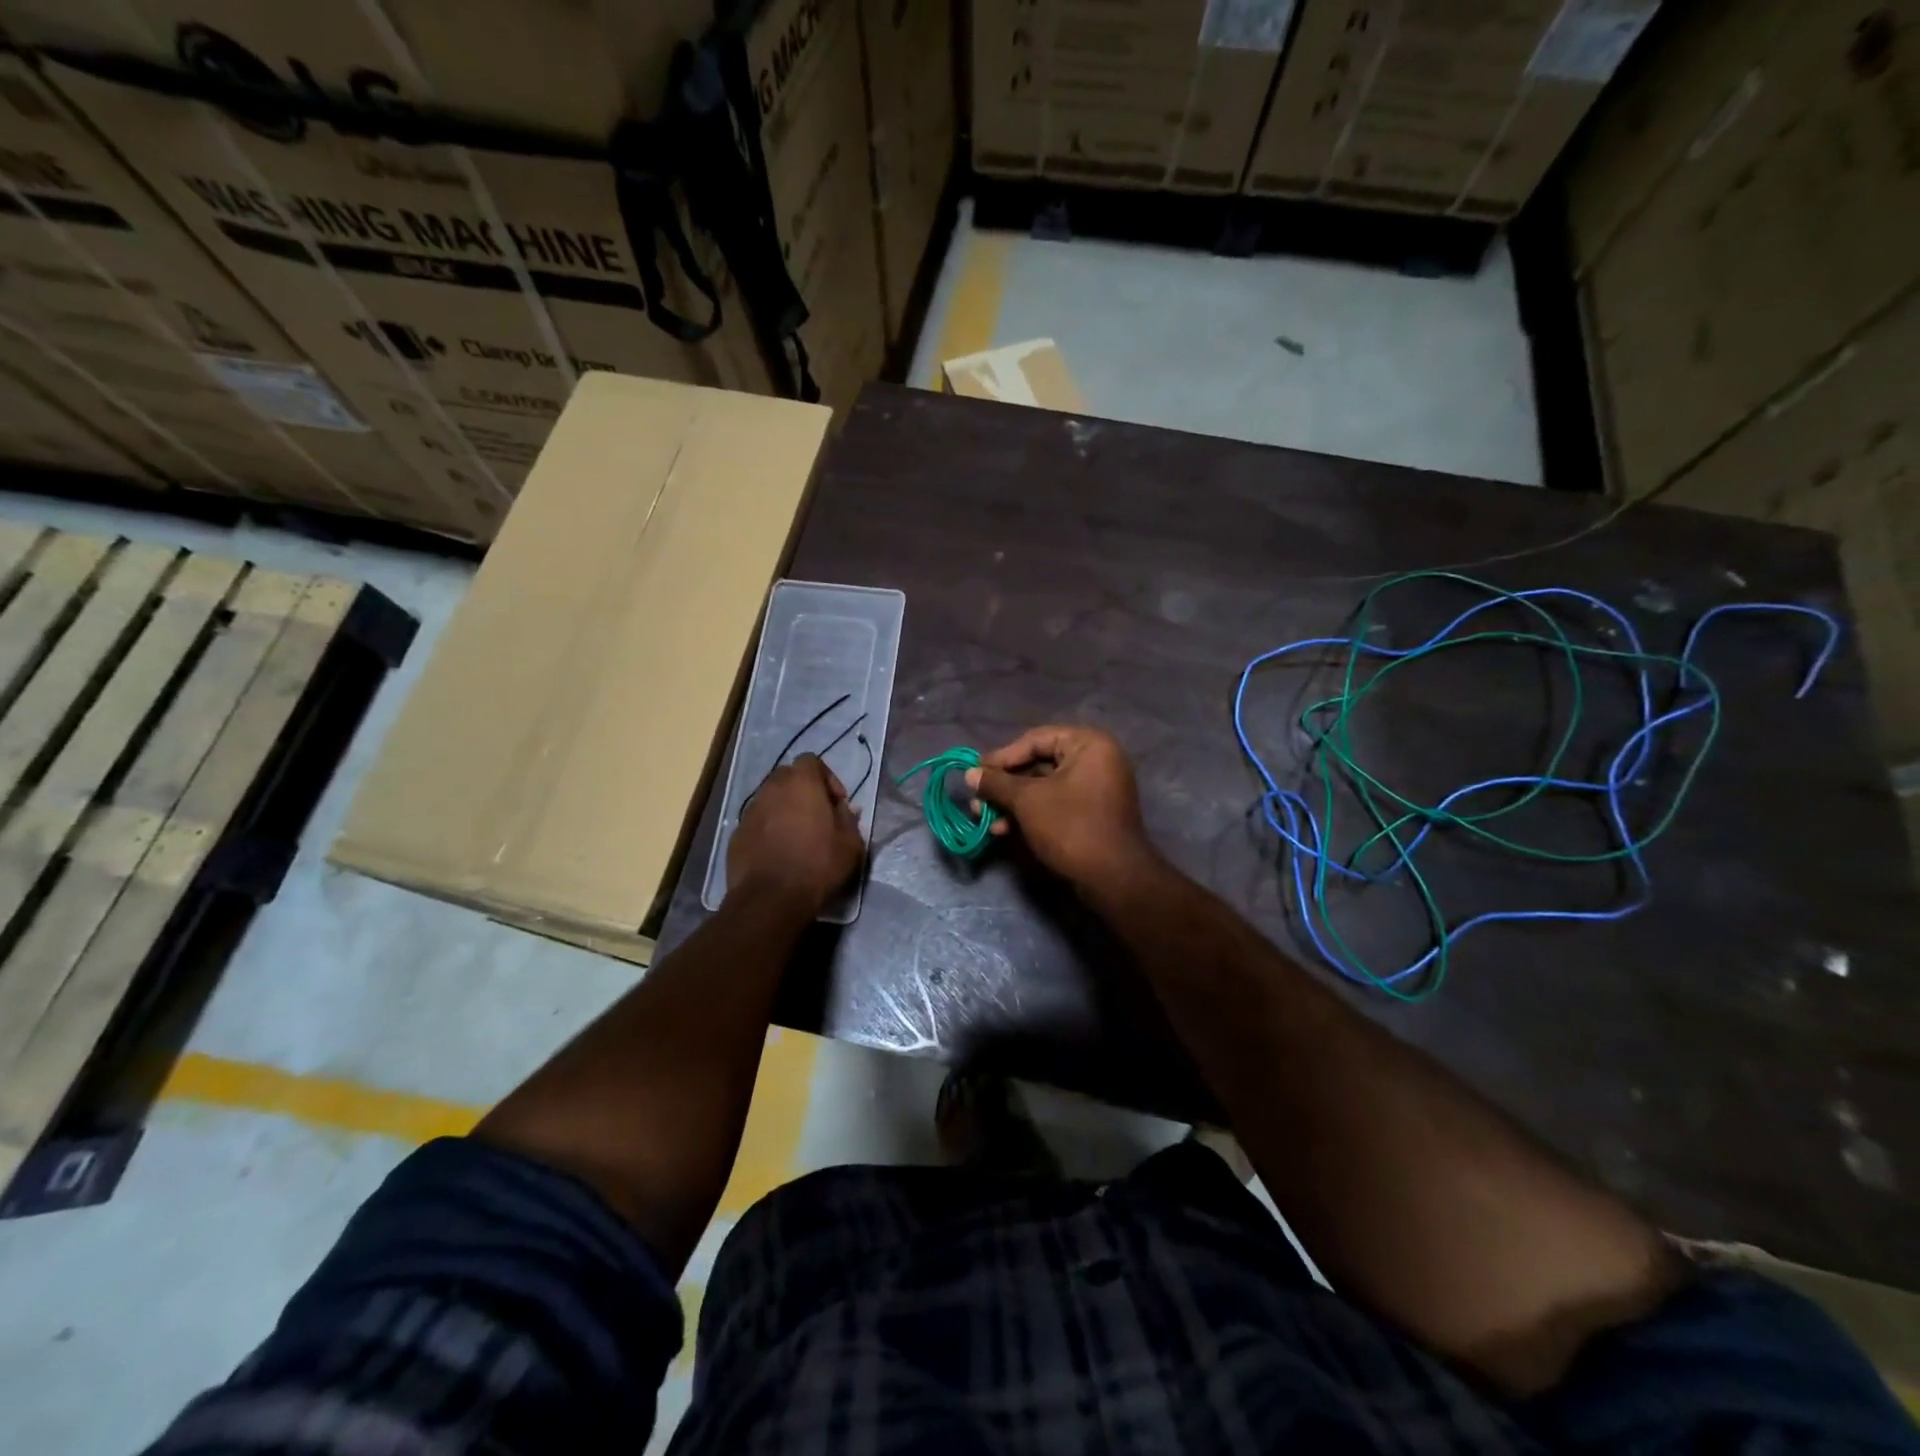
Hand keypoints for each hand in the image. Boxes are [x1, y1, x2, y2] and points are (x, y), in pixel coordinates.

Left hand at [728, 755, 863, 915]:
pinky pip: (758, 821)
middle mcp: (772, 788)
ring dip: (785, 809)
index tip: (836, 803)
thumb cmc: (817, 864)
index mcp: (801, 783)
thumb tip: (845, 809)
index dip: (827, 778)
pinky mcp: (737, 833)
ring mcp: (750, 810)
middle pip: (788, 777)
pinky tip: (778, 852)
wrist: (771, 898)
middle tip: (817, 816)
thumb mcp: (850, 843)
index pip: (812, 761)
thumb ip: (849, 819)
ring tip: (797, 835)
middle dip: (803, 791)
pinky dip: (768, 828)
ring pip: (770, 799)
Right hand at [965, 725, 1160, 892]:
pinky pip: (1055, 805)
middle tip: (977, 798)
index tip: (976, 773)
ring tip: (984, 818)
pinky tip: (1003, 830)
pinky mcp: (1091, 815)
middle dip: (1005, 784)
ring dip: (1012, 802)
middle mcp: (1097, 760)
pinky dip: (1030, 814)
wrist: (1113, 879)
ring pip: (1044, 788)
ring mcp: (1096, 789)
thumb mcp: (1028, 801)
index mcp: (1089, 744)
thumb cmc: (1071, 827)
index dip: (1003, 756)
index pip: (1036, 739)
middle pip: (1039, 763)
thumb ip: (997, 783)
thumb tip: (969, 774)